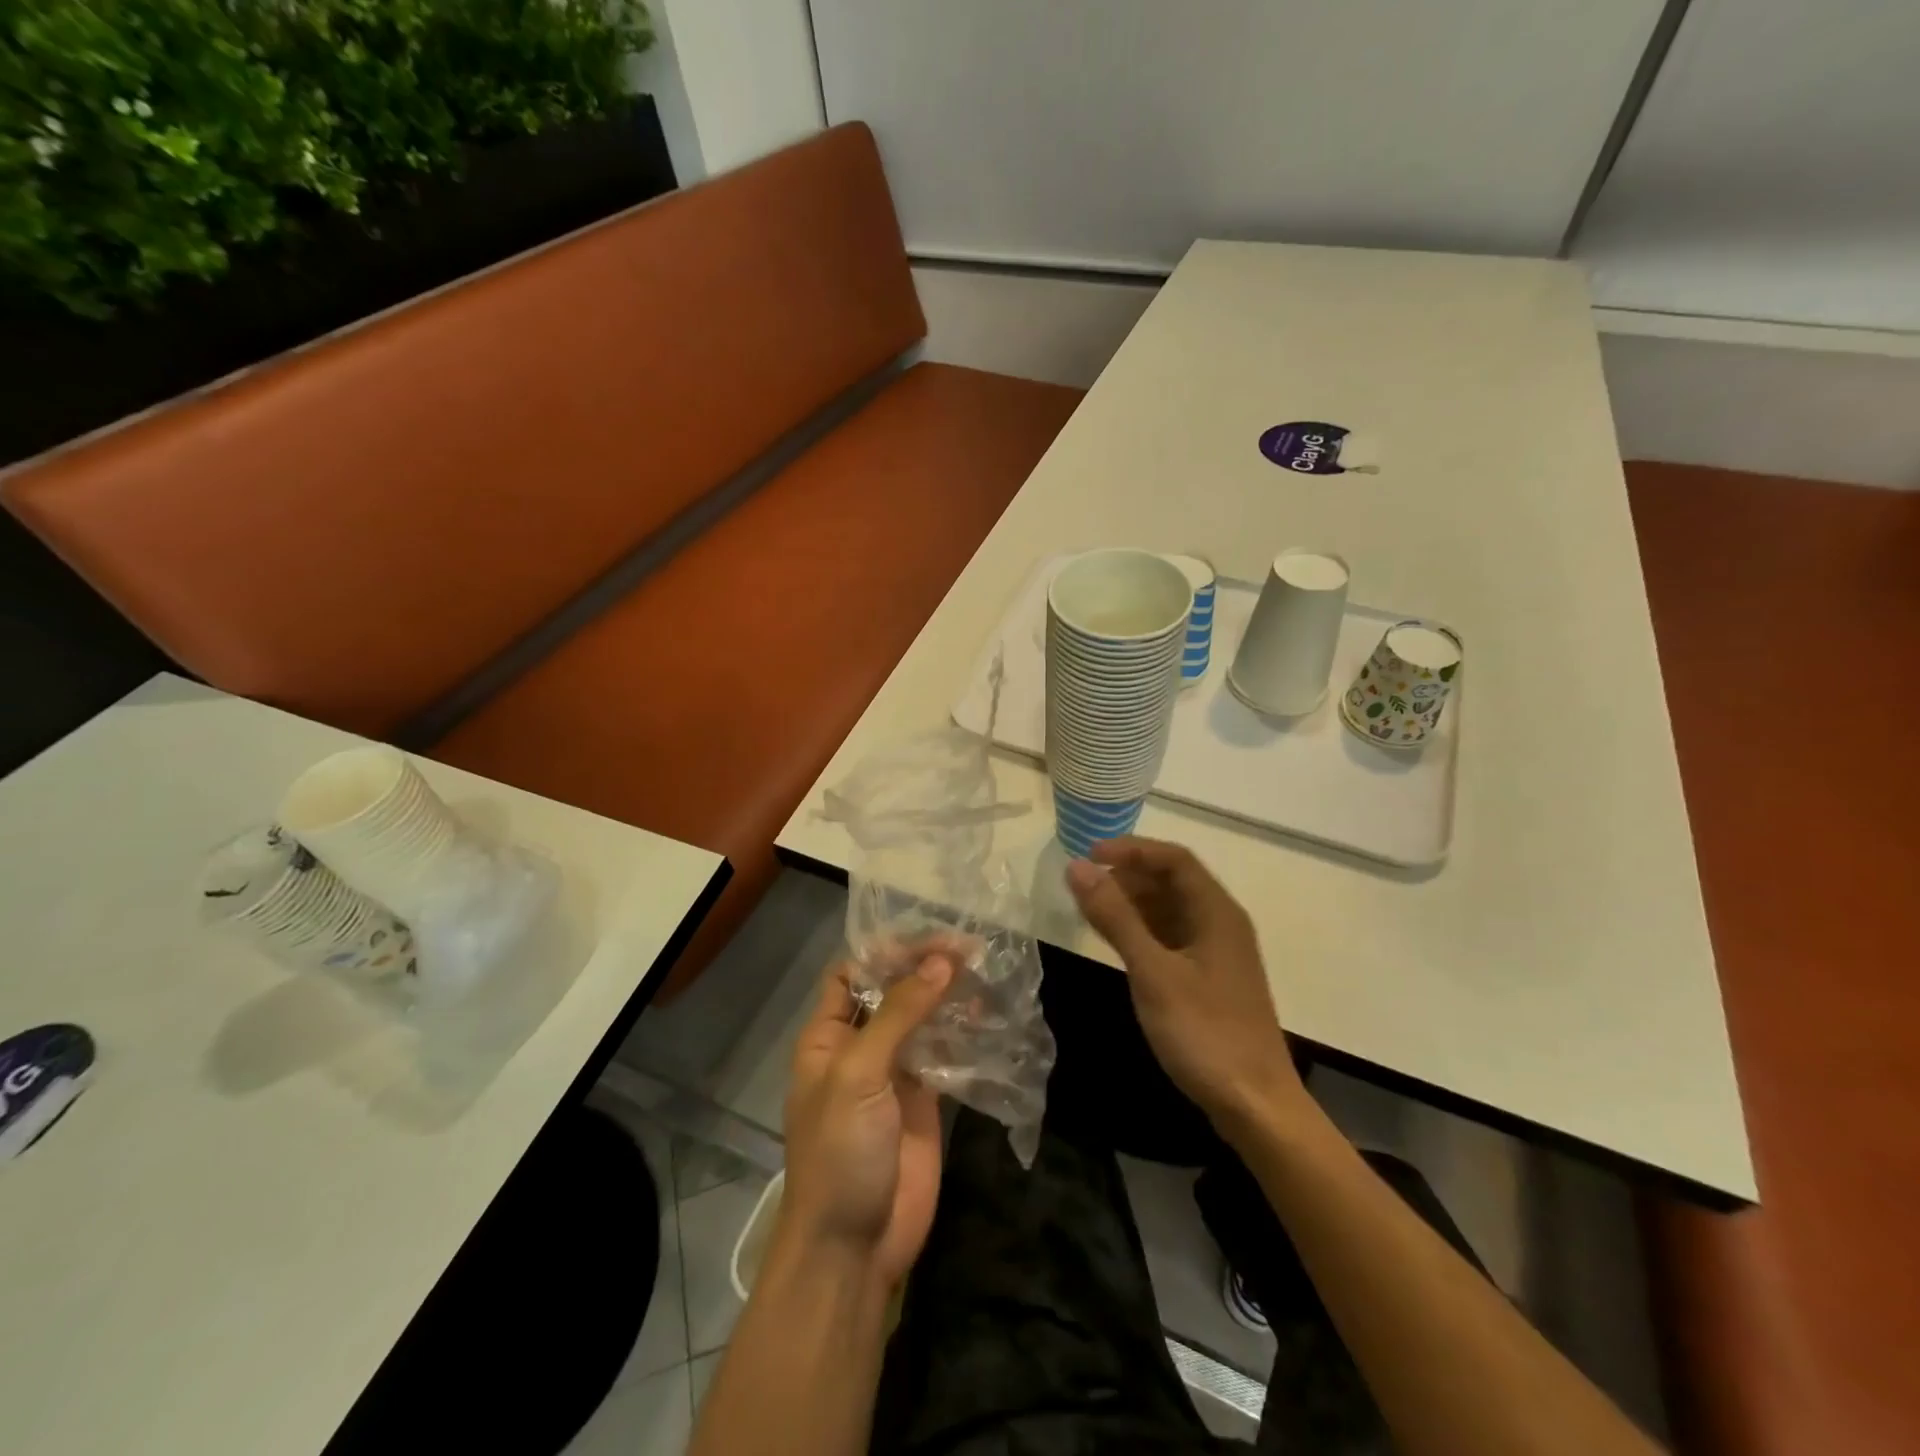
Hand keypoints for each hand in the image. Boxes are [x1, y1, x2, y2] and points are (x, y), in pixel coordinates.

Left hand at [777, 954, 953, 1289]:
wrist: (854, 1246)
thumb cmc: (839, 1151)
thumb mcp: (859, 1074)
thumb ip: (899, 1013)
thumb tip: (942, 960)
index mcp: (828, 1035)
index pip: (851, 973)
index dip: (884, 951)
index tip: (928, 934)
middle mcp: (860, 1046)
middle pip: (891, 991)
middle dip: (924, 967)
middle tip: (970, 947)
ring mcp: (894, 1072)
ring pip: (922, 1018)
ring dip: (948, 995)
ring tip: (986, 970)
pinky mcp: (926, 1098)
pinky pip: (945, 1052)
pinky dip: (964, 1031)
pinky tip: (990, 1013)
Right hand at [1066, 837, 1307, 1127]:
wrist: (1256, 1105)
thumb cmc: (1204, 1033)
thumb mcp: (1153, 972)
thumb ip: (1115, 917)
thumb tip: (1077, 867)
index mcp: (1216, 912)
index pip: (1174, 858)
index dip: (1131, 849)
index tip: (1089, 856)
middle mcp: (1221, 923)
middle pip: (1173, 880)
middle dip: (1128, 875)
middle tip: (1084, 886)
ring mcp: (1217, 952)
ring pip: (1171, 909)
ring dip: (1133, 903)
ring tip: (1092, 910)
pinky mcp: (1210, 978)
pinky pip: (1172, 936)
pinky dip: (1143, 930)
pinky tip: (1118, 943)